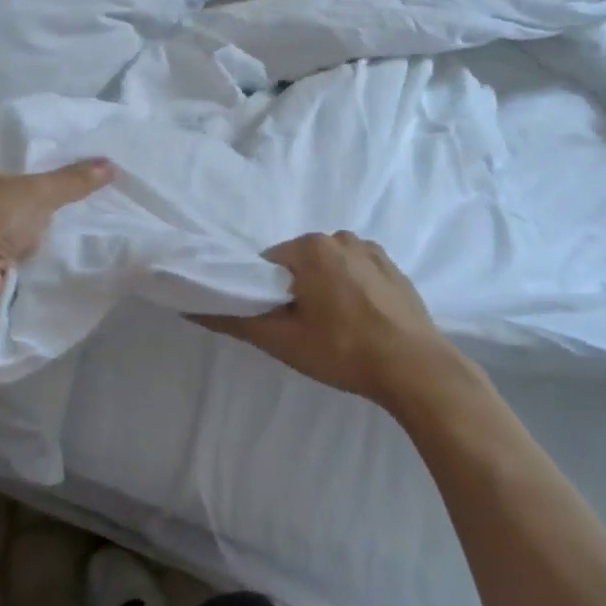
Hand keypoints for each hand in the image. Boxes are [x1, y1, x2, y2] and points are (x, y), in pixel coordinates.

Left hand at [0, 155, 112, 331]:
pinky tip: (63, 242)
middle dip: (45, 193)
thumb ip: (72, 180)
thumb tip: (110, 165)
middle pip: (16, 189)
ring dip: (40, 224)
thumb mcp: (36, 193)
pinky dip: (34, 247)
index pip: (9, 155)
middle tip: (84, 187)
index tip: (74, 161)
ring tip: (82, 213)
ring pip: (17, 220)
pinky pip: (16, 246)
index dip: (40, 158)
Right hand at [196, 232, 445, 403]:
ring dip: (324, 289)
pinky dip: (351, 289)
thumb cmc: (342, 350)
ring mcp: (371, 249)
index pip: (268, 263)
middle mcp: (340, 237)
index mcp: (311, 247)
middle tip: (305, 331)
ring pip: (328, 267)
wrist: (416, 368)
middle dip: (296, 290)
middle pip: (299, 262)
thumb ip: (235, 320)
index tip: (278, 323)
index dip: (266, 293)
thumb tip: (190, 307)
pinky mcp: (394, 267)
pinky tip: (361, 321)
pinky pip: (356, 271)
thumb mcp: (282, 340)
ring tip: (336, 329)